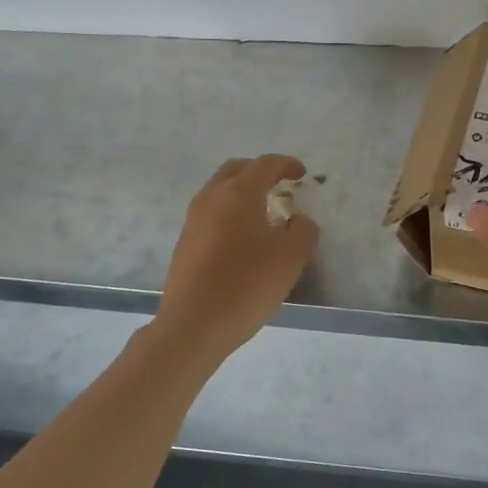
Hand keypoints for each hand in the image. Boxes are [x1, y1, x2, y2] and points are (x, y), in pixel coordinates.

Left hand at [157, 155, 317, 358]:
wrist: (194, 324)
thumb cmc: (247, 284)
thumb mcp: (291, 257)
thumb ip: (303, 230)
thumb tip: (296, 220)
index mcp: (239, 194)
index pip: (265, 164)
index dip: (286, 164)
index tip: (301, 174)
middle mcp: (211, 198)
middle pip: (236, 170)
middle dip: (259, 171)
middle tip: (279, 185)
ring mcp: (193, 220)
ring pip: (219, 191)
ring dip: (242, 193)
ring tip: (263, 212)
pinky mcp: (185, 243)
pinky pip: (210, 214)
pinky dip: (229, 213)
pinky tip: (243, 239)